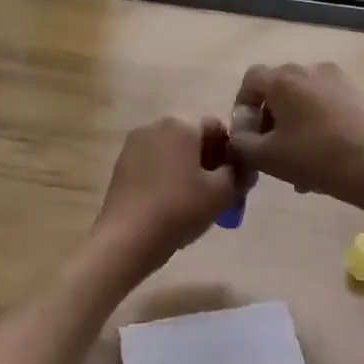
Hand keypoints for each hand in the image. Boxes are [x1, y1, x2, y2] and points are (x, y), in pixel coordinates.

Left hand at [92, 115, 241, 273]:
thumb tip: (242, 168)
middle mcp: (155, 126)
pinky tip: (172, 205)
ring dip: (189, 171)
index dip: (232, 153)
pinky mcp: (121, 166)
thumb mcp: (222, 192)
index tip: (237, 180)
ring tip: (196, 202)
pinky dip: (168, 178)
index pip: (218, 128)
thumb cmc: (179, 208)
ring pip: (173, 153)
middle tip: (219, 193)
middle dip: (210, 162)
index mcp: (181, 124)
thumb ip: (239, 173)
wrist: (127, 239)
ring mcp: (134, 146)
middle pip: (193, 139)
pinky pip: (155, 165)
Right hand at [230, 62, 363, 211]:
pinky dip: (316, 126)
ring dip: (293, 127)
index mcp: (283, 79)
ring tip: (296, 165)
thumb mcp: (265, 156)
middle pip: (278, 90)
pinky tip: (320, 160)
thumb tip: (239, 135)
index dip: (243, 105)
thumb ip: (241, 143)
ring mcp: (337, 80)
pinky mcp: (357, 95)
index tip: (246, 134)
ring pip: (303, 102)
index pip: (251, 79)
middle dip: (269, 120)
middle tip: (269, 151)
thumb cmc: (313, 156)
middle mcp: (309, 70)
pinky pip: (325, 107)